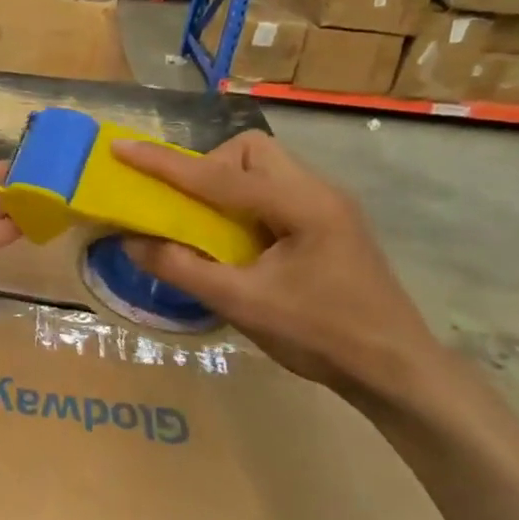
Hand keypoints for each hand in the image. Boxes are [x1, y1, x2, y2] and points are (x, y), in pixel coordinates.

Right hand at [111, 130, 445, 411]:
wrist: (397, 371)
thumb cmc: (321, 336)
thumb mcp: (243, 305)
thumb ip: (183, 269)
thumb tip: (131, 243)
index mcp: (300, 205)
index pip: (217, 175)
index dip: (163, 164)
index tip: (121, 149)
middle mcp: (317, 191)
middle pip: (249, 151)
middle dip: (208, 168)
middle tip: (188, 209)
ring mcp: (328, 206)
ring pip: (263, 168)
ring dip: (226, 186)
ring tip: (210, 227)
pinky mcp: (329, 224)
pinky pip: (275, 192)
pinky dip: (245, 204)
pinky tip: (240, 242)